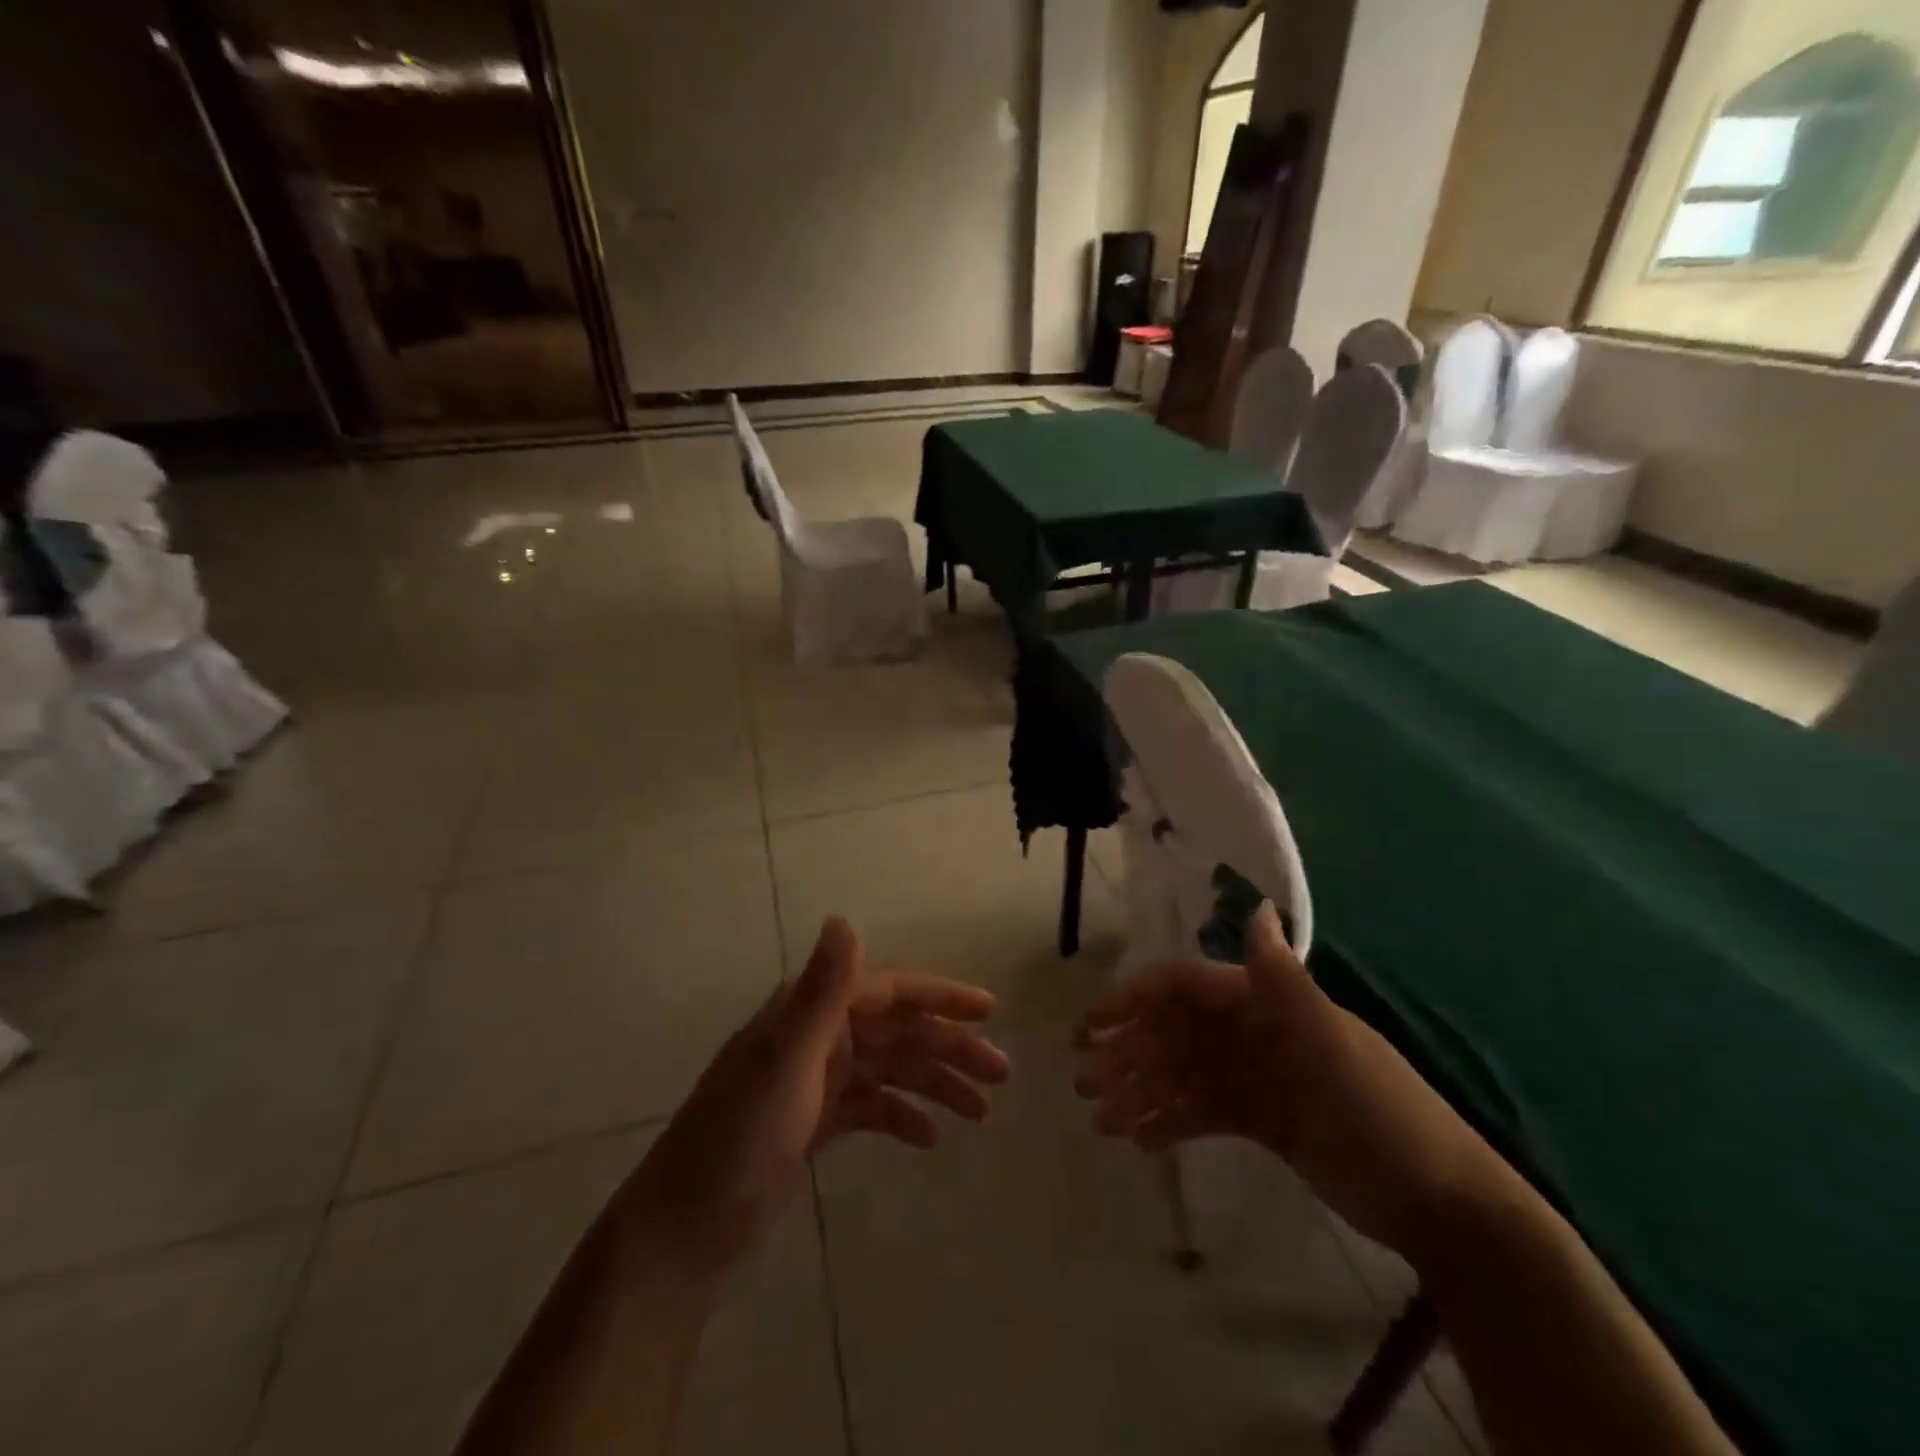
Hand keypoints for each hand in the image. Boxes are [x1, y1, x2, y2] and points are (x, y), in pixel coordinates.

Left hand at [622, 917, 1009, 1275]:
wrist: (685, 1228)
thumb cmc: (740, 1135)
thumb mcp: (786, 1060)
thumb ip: (822, 991)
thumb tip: (843, 917)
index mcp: (812, 1013)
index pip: (889, 991)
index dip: (940, 997)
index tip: (988, 1011)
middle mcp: (818, 1037)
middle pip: (898, 1032)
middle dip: (950, 1048)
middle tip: (1001, 1074)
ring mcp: (817, 1080)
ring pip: (891, 1070)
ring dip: (935, 1084)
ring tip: (980, 1113)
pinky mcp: (815, 1121)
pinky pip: (872, 1108)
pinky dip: (901, 1117)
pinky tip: (928, 1138)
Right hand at [1074, 903, 1512, 1262]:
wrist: (1442, 1205)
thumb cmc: (1379, 1112)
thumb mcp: (1329, 1044)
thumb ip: (1283, 980)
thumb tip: (1258, 905)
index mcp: (1265, 1004)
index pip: (1184, 989)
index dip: (1134, 1001)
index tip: (1091, 1026)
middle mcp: (1253, 1032)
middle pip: (1174, 1034)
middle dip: (1126, 1052)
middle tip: (1082, 1080)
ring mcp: (1256, 1077)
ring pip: (1180, 1076)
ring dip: (1139, 1091)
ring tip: (1100, 1118)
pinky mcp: (1261, 1121)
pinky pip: (1201, 1113)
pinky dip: (1169, 1122)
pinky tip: (1137, 1141)